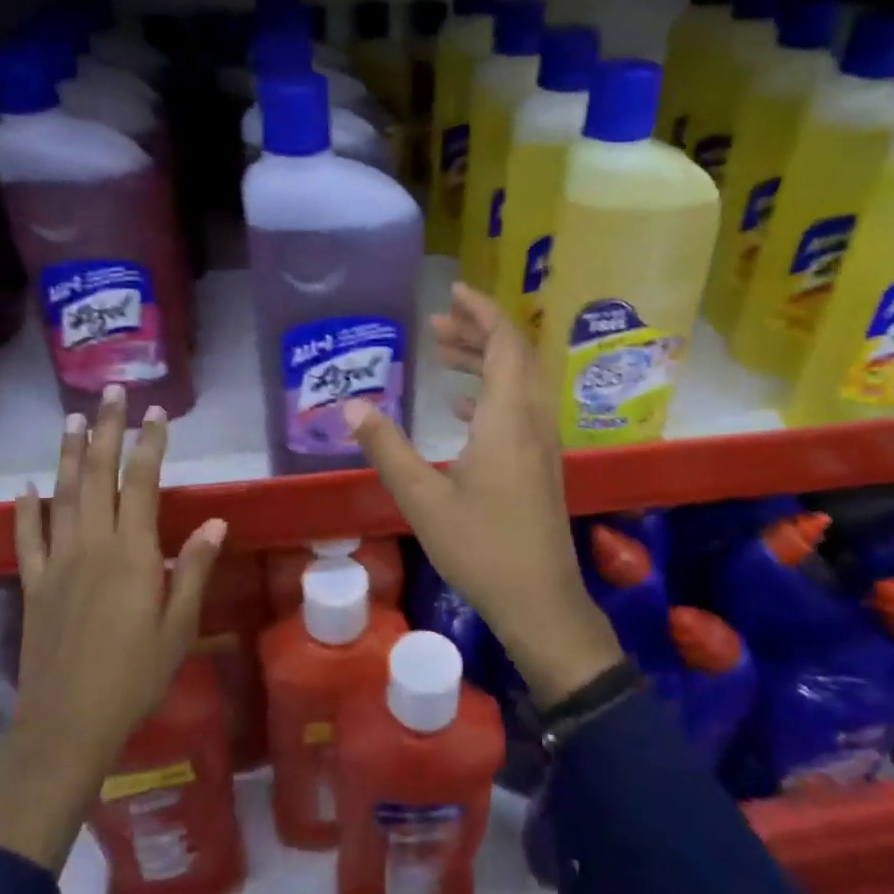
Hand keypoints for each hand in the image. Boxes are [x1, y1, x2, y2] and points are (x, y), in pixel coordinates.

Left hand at [0, 385, 227, 871]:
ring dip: (69, 454)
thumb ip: (192, 569)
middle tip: (112, 393)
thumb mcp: (178, 626)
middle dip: (107, 431)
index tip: (157, 413)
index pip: (142, 484)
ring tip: (73, 419)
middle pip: (99, 476)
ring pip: (62, 496)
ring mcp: (57, 563)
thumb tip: (214, 522)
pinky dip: (25, 510)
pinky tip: (25, 487)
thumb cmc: (135, 676)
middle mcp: (91, 546)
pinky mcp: (33, 585)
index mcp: (131, 554)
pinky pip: (26, 539)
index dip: (149, 445)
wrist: (67, 723)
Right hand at [344, 283, 622, 708]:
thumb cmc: (481, 548)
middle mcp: (531, 421)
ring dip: (485, 361)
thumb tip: (351, 406)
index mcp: (507, 418)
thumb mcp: (422, 499)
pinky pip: (519, 409)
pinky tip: (462, 408)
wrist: (540, 602)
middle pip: (514, 356)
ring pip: (518, 382)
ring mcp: (542, 444)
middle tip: (437, 323)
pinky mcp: (541, 465)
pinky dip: (492, 393)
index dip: (481, 312)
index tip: (453, 291)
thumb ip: (387, 448)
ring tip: (444, 353)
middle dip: (478, 331)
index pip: (504, 344)